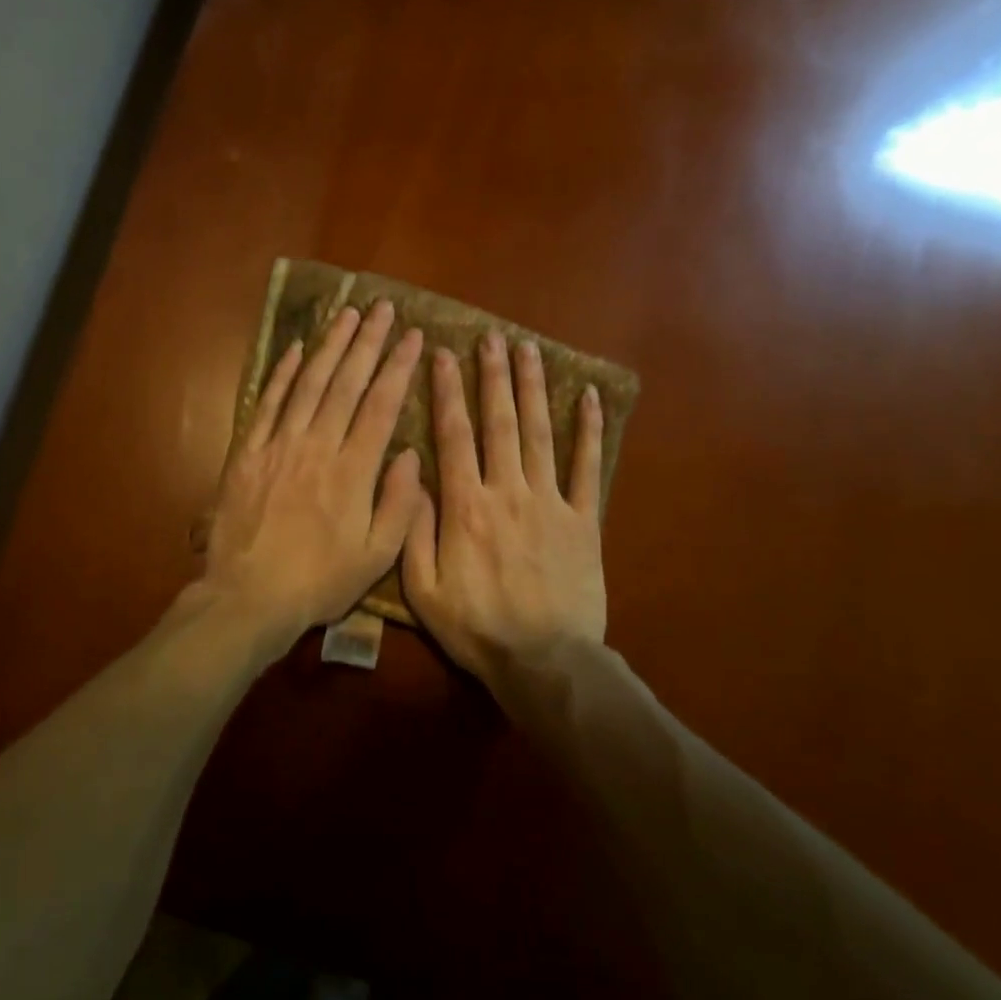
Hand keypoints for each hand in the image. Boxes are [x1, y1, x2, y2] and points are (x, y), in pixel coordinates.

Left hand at [201, 300, 425, 641]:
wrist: (249, 596)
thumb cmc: (319, 581)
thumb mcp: (376, 555)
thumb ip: (398, 503)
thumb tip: (409, 453)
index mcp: (353, 470)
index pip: (380, 405)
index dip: (398, 367)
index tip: (413, 336)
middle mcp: (317, 446)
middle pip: (346, 383)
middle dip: (367, 342)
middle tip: (383, 308)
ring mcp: (279, 445)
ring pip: (308, 384)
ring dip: (329, 346)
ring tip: (346, 314)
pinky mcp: (248, 452)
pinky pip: (268, 403)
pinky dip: (282, 373)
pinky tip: (295, 348)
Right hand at [403, 331, 606, 698]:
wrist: (544, 661)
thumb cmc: (477, 627)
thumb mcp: (423, 589)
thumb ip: (413, 530)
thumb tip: (410, 476)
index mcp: (465, 506)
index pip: (453, 435)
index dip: (447, 391)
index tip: (444, 354)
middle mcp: (507, 491)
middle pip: (500, 422)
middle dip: (493, 376)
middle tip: (491, 337)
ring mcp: (551, 502)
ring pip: (541, 433)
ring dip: (534, 389)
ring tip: (530, 350)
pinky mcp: (584, 520)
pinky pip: (587, 468)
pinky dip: (590, 431)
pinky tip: (590, 397)